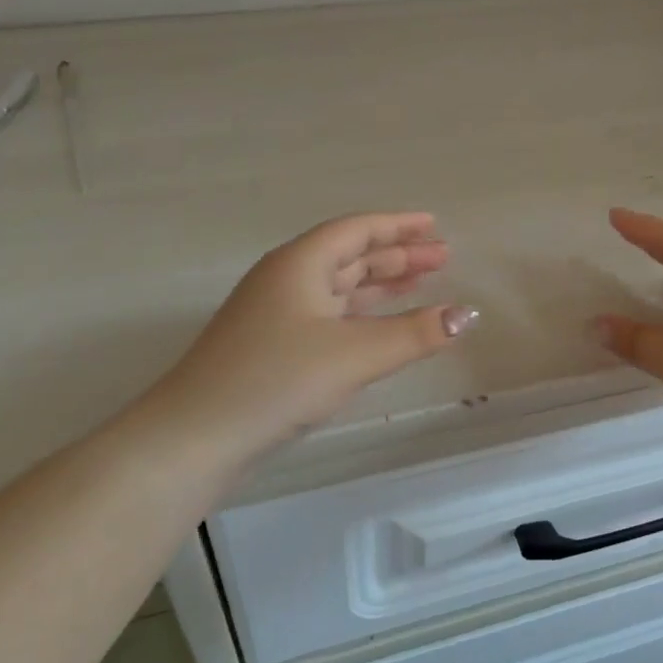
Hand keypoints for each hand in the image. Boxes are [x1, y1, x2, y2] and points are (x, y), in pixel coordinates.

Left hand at [137, 212, 476, 457]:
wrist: (194, 437)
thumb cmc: (276, 380)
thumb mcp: (355, 354)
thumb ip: (415, 333)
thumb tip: (467, 314)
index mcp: (300, 264)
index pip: (357, 231)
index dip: (398, 226)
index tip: (435, 225)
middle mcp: (287, 280)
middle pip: (350, 256)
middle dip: (398, 256)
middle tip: (443, 258)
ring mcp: (276, 314)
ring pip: (340, 287)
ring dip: (381, 284)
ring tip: (422, 285)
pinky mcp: (273, 347)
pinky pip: (330, 315)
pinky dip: (362, 314)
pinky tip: (381, 327)